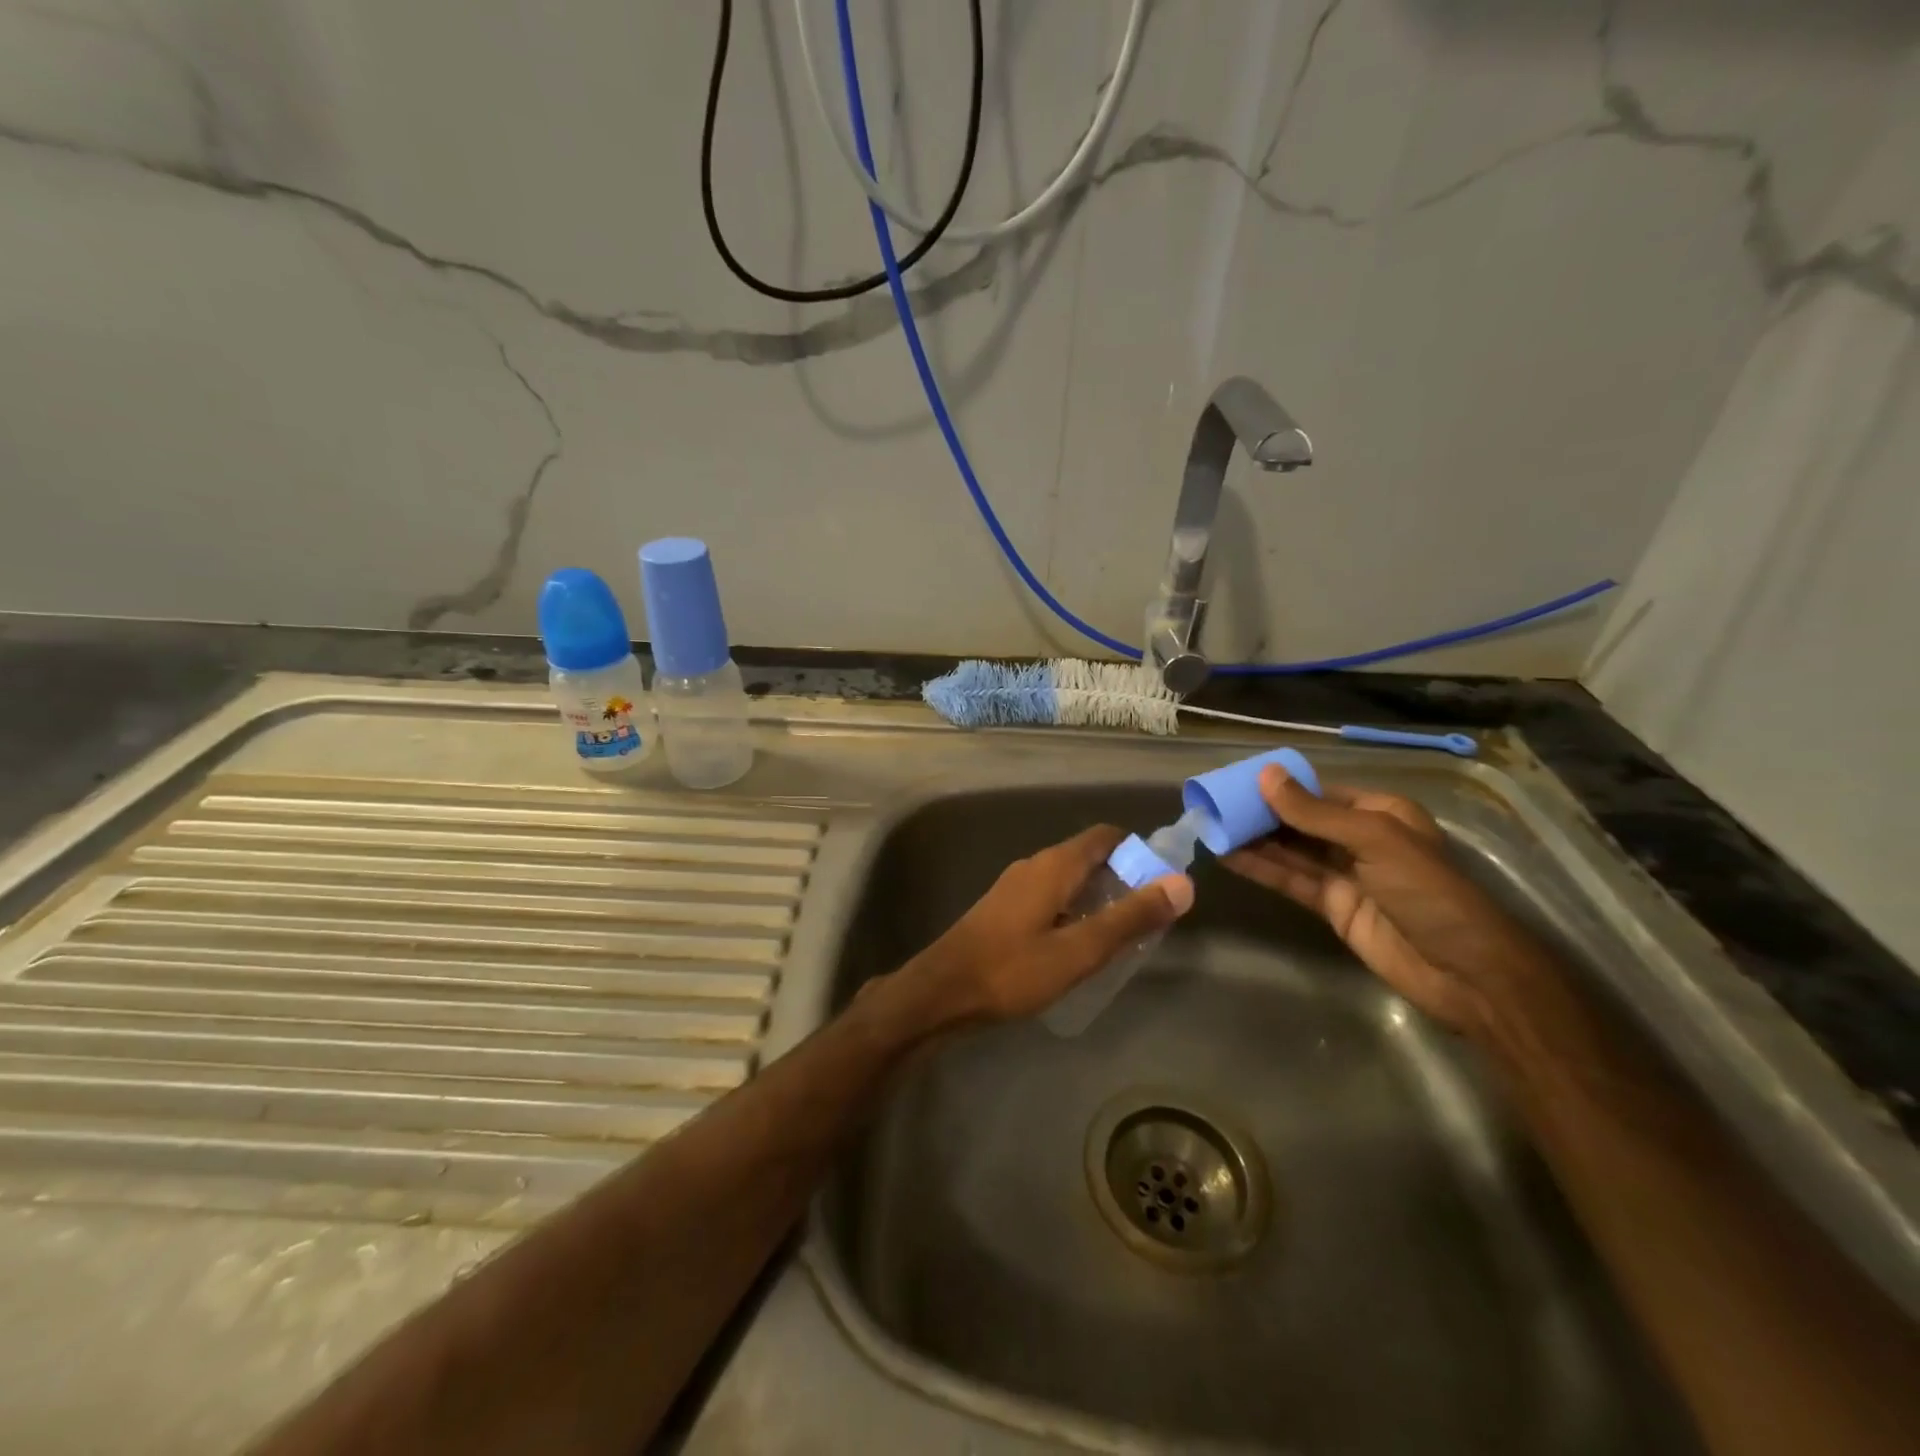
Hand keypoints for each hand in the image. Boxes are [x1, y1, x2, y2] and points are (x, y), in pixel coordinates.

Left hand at [901, 825, 1193, 1025]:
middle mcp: (1034, 865)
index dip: (1139, 852)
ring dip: (1098, 898)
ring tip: (1122, 936)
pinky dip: (1074, 910)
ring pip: (1069, 879)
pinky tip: (1079, 945)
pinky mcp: (1004, 908)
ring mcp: (1015, 886)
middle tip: (1149, 918)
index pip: (1106, 836)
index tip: (1164, 883)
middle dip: (1123, 879)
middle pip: (1089, 857)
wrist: (942, 991)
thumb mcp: (1079, 949)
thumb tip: (1182, 884)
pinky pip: (1051, 896)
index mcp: (1054, 865)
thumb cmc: (1012, 970)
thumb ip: (1130, 917)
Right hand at [1222, 767, 1550, 1036]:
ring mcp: (1345, 873)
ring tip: (1210, 827)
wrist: (1463, 971)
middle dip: (1260, 813)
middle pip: (1300, 820)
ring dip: (1254, 840)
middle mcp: (1359, 838)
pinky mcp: (1332, 905)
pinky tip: (1228, 856)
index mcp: (1379, 812)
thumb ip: (1314, 812)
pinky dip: (1261, 868)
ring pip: (1290, 849)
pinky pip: (1291, 879)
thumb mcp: (1374, 840)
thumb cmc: (1428, 892)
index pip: (1318, 791)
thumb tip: (1265, 775)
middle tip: (1213, 805)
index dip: (1277, 786)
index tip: (1234, 781)